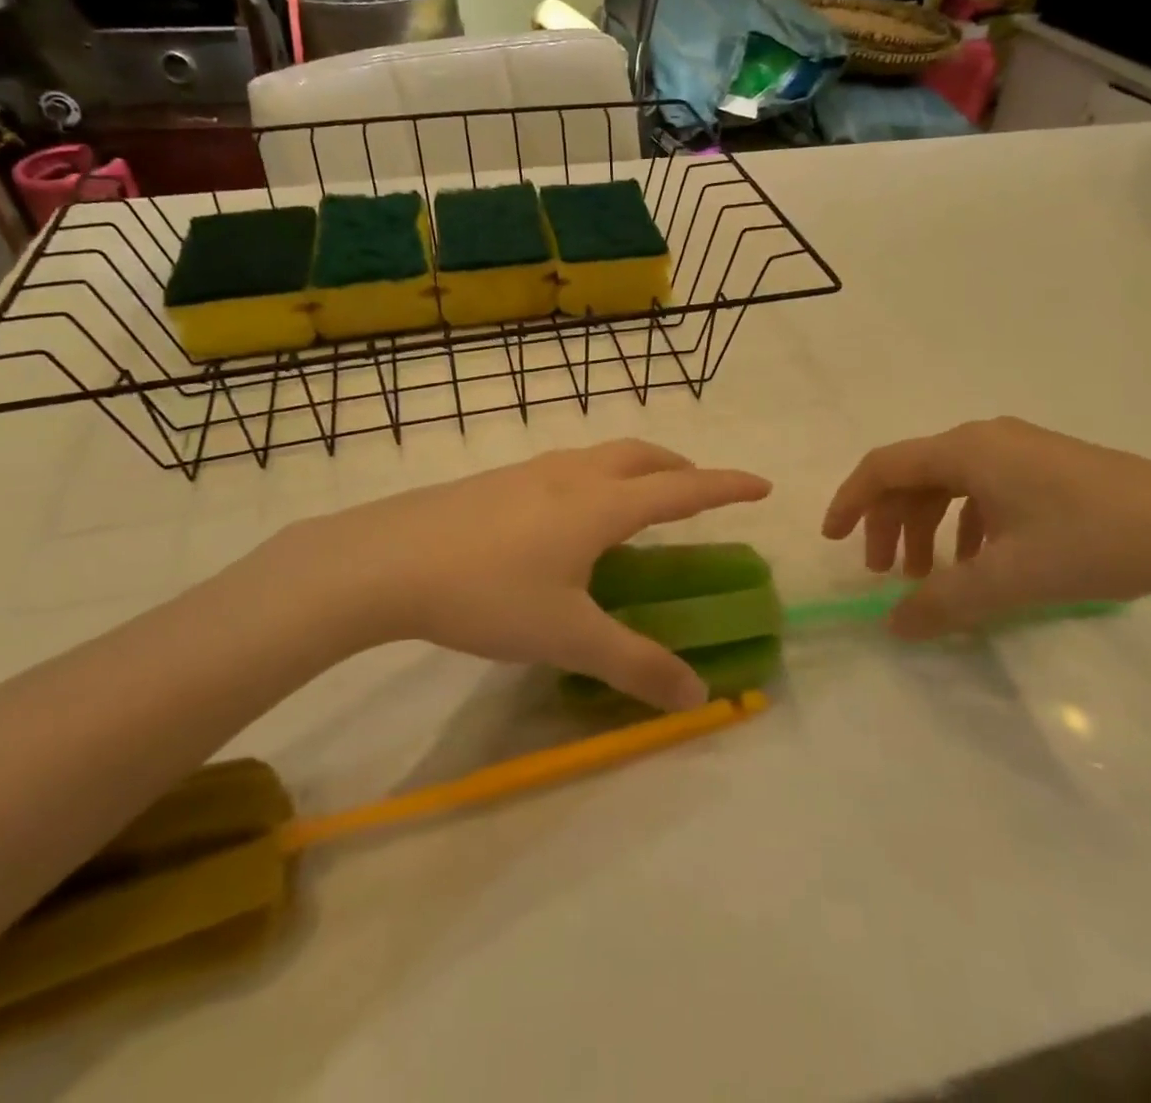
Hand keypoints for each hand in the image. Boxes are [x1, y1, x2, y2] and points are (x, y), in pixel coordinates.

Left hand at [267, 441, 770, 709]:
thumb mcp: (568, 637)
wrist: (387, 560)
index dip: (726, 486)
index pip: (682, 489)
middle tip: (699, 490)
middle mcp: (573, 475)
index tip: (763, 484)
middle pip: (643, 456)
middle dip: (681, 468)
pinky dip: (595, 477)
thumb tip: (697, 695)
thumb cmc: (489, 593)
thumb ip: (635, 664)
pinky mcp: (497, 481)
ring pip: (601, 455)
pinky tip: (570, 514)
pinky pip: (567, 467)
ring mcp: (531, 471)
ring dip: (636, 468)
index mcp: (601, 505)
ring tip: (640, 500)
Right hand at [822, 418, 1150, 637]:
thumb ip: (942, 604)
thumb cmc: (1090, 542)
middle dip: (892, 525)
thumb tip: (893, 627)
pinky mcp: (1048, 466)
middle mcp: (985, 439)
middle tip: (889, 575)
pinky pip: (985, 489)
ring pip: (950, 484)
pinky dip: (966, 525)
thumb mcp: (1007, 579)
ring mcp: (1020, 450)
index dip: (850, 501)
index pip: (884, 467)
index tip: (833, 540)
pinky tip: (981, 562)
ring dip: (929, 528)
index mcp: (966, 451)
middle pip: (914, 476)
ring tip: (932, 577)